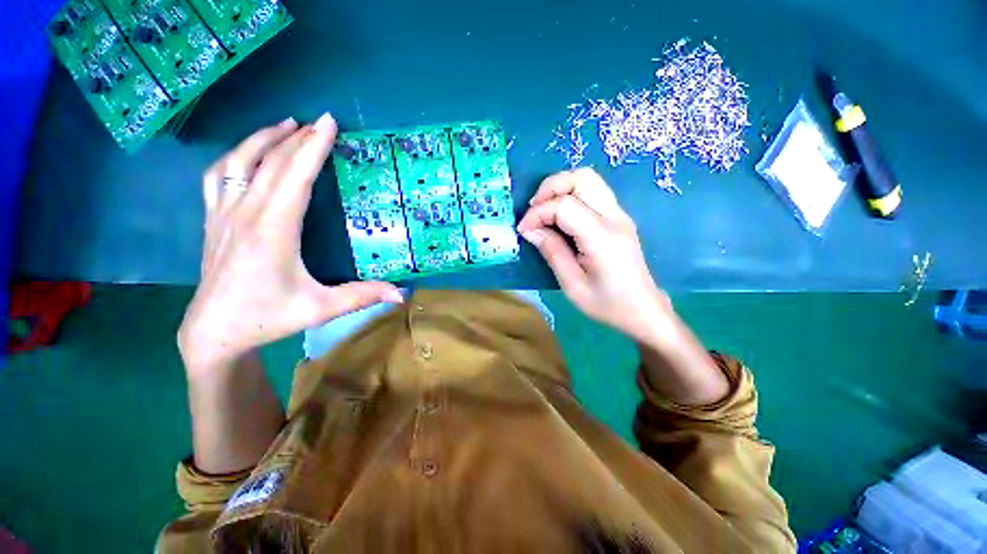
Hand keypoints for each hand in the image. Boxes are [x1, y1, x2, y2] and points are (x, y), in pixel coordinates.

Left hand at [179, 114, 401, 370]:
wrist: (214, 331)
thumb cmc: (268, 317)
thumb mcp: (321, 308)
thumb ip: (362, 296)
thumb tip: (401, 294)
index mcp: (273, 231)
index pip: (294, 177)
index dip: (313, 148)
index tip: (328, 123)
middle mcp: (245, 213)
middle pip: (270, 163)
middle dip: (297, 138)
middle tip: (320, 122)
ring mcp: (223, 213)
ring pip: (238, 161)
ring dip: (263, 138)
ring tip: (285, 124)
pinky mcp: (213, 219)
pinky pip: (218, 175)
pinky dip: (235, 155)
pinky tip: (247, 151)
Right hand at [517, 168, 671, 342]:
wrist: (643, 309)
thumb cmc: (607, 304)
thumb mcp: (572, 285)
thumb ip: (552, 252)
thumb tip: (530, 229)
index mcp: (602, 238)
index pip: (564, 205)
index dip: (538, 213)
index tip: (523, 230)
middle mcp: (614, 218)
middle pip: (581, 178)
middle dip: (549, 188)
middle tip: (533, 211)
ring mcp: (620, 214)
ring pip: (588, 179)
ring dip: (560, 188)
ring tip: (544, 211)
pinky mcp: (619, 217)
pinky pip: (593, 191)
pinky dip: (570, 195)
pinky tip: (560, 216)